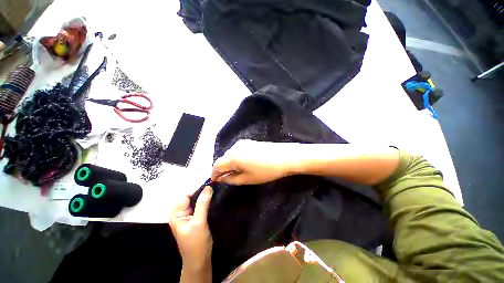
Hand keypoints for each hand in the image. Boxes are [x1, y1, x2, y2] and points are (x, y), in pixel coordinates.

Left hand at [169, 186, 212, 282]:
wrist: (200, 260)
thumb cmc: (196, 243)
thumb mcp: (199, 222)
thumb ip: (202, 204)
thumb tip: (208, 187)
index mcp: (176, 215)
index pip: (185, 196)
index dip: (196, 190)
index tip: (209, 186)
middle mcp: (181, 213)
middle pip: (190, 197)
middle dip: (201, 193)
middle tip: (213, 188)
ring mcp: (188, 216)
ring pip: (196, 201)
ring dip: (204, 197)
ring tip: (214, 192)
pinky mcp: (195, 218)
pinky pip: (199, 206)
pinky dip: (205, 202)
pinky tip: (212, 199)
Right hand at [211, 140, 293, 184]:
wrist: (285, 157)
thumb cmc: (266, 171)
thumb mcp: (247, 179)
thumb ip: (231, 179)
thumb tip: (221, 178)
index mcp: (233, 156)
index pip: (217, 165)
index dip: (214, 174)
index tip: (215, 181)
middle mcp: (235, 147)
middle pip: (223, 159)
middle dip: (223, 169)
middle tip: (227, 178)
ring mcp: (243, 143)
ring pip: (231, 155)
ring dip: (230, 163)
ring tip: (237, 172)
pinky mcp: (250, 142)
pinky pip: (238, 151)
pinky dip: (237, 158)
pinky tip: (244, 164)